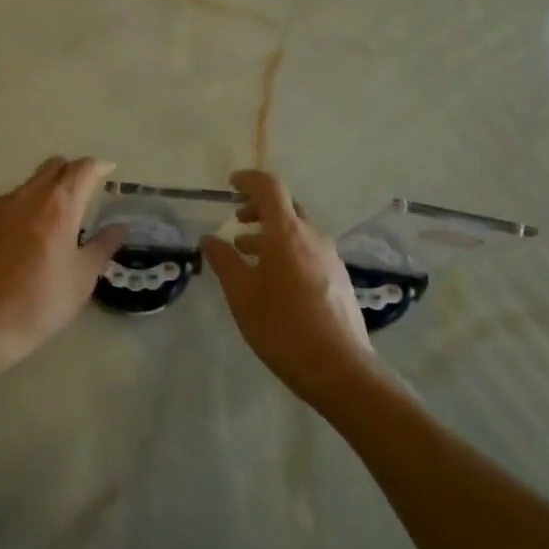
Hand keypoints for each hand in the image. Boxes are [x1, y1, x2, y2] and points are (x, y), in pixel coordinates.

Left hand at [0, 156, 127, 383]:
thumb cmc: (41, 302)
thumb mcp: (82, 277)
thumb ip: (103, 245)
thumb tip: (119, 227)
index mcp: (58, 205)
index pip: (82, 169)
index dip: (99, 166)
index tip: (110, 171)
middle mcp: (28, 195)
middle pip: (54, 166)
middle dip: (73, 171)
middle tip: (87, 191)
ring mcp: (0, 206)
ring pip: (30, 182)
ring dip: (48, 187)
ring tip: (58, 215)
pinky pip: (11, 200)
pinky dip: (27, 204)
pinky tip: (30, 232)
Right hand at [202, 170, 379, 407]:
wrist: (338, 368)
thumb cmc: (281, 327)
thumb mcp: (241, 294)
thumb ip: (224, 261)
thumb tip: (209, 239)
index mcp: (286, 233)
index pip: (269, 188)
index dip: (248, 180)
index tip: (230, 184)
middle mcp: (312, 237)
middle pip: (286, 207)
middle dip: (259, 208)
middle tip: (237, 220)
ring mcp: (330, 258)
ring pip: (297, 232)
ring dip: (271, 234)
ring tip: (248, 253)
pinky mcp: (338, 279)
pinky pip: (308, 251)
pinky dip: (286, 251)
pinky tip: (274, 280)